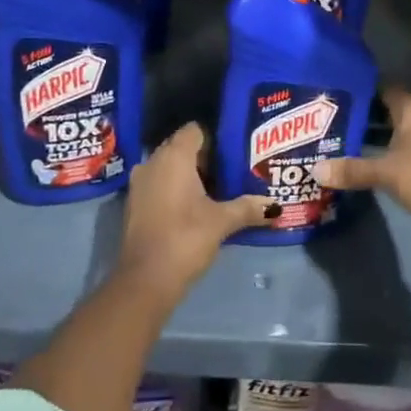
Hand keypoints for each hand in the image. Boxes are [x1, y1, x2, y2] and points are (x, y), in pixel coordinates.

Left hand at [118, 123, 273, 297]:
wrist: (145, 280)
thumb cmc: (185, 237)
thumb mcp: (222, 221)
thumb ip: (248, 208)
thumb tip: (276, 206)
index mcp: (174, 156)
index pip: (195, 130)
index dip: (215, 139)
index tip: (234, 155)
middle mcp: (153, 161)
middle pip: (181, 147)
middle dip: (205, 157)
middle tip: (230, 172)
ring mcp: (139, 183)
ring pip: (168, 167)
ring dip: (188, 175)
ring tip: (216, 190)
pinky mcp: (134, 204)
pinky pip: (158, 184)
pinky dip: (174, 189)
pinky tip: (193, 208)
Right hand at [314, 89, 410, 253]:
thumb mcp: (387, 172)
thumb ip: (352, 169)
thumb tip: (315, 170)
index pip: (381, 88)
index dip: (357, 90)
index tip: (329, 94)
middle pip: (382, 112)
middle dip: (356, 117)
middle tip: (321, 121)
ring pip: (387, 136)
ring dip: (364, 140)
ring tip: (328, 143)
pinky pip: (392, 157)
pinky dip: (375, 159)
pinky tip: (350, 167)